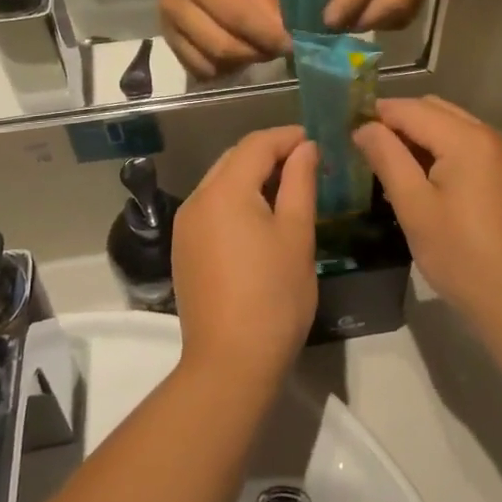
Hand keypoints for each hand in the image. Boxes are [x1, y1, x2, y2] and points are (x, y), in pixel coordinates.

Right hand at [154, 0, 289, 76]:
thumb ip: (263, 0)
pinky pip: (195, 67)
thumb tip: (284, 33)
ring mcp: (170, 27)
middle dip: (256, 54)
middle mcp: (181, 9)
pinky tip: (233, 56)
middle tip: (277, 50)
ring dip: (238, 65)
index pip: (240, 20)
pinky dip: (219, 69)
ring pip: (208, 64)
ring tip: (255, 51)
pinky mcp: (167, 38)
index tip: (292, 45)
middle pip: (223, 48)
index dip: (269, 37)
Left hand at [172, 126, 319, 383]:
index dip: (288, 137)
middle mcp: (197, 199)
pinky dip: (237, 199)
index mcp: (224, 190)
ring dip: (252, 175)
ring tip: (288, 188)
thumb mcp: (297, 234)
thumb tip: (306, 147)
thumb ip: (300, 182)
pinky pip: (212, 206)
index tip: (317, 142)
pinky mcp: (184, 248)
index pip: (257, 144)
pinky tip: (260, 217)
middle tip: (306, 163)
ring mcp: (185, 225)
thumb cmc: (274, 296)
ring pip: (220, 181)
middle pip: (234, 158)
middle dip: (270, 153)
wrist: (229, 364)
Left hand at [325, 0, 433, 31]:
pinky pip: (413, 7)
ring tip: (357, 23)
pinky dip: (392, 18)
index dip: (348, 4)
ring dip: (380, 23)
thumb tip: (342, 11)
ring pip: (408, 9)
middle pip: (396, 0)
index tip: (329, 21)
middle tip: (344, 26)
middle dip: (368, 19)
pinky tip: (374, 15)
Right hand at [355, 97, 501, 337]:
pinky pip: (467, 145)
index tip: (348, 132)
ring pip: (451, 126)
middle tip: (367, 151)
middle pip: (433, 110)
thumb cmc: (462, 256)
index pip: (411, 109)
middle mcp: (489, 134)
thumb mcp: (414, 208)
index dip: (377, 115)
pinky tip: (424, 180)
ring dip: (420, 136)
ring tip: (391, 167)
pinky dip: (442, 150)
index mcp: (467, 138)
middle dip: (398, 123)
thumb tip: (364, 127)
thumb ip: (387, 158)